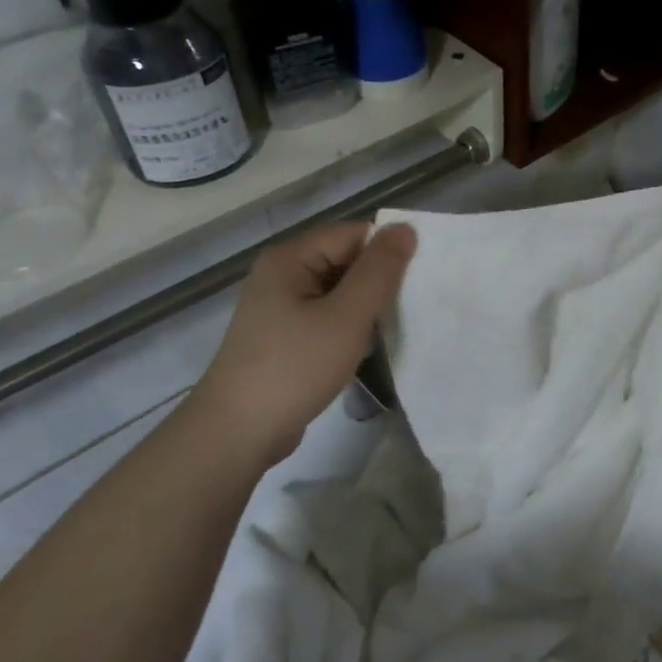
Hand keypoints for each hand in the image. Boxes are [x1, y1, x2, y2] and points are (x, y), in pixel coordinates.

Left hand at [193, 220, 416, 468]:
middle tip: (416, 304)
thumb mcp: (346, 317)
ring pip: (339, 292)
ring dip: (367, 307)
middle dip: (380, 280)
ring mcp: (281, 308)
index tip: (424, 276)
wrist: (238, 433)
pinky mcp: (285, 337)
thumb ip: (379, 271)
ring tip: (398, 325)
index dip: (389, 250)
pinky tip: (369, 347)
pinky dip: (351, 327)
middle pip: (345, 260)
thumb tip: (405, 228)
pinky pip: (328, 317)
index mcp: (291, 258)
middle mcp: (283, 274)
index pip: (352, 234)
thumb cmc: (294, 368)